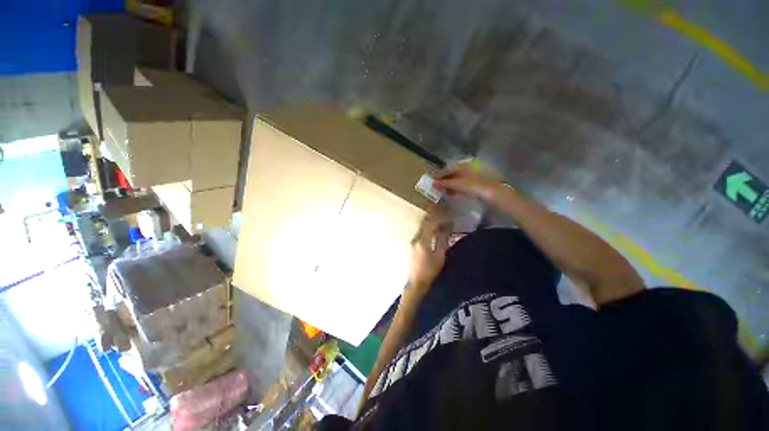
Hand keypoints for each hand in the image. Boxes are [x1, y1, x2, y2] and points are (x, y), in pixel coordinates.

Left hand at [406, 208, 449, 297]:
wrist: (416, 283)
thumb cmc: (430, 271)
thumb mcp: (439, 256)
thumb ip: (442, 240)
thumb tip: (447, 226)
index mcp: (422, 241)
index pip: (430, 223)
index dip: (438, 215)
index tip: (446, 210)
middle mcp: (415, 238)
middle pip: (424, 223)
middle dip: (434, 215)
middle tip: (443, 210)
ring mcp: (412, 241)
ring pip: (422, 227)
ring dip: (431, 221)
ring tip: (440, 218)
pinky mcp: (412, 244)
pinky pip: (421, 232)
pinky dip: (428, 228)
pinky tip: (434, 228)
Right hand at [433, 161, 505, 201]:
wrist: (493, 193)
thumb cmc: (473, 185)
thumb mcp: (457, 184)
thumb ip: (444, 183)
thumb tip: (433, 183)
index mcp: (462, 165)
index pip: (447, 170)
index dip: (440, 176)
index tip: (433, 184)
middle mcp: (467, 168)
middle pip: (452, 174)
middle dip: (445, 181)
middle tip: (437, 189)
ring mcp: (472, 175)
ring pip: (458, 180)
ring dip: (450, 186)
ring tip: (444, 193)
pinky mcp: (476, 183)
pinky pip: (463, 185)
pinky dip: (457, 189)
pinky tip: (454, 194)